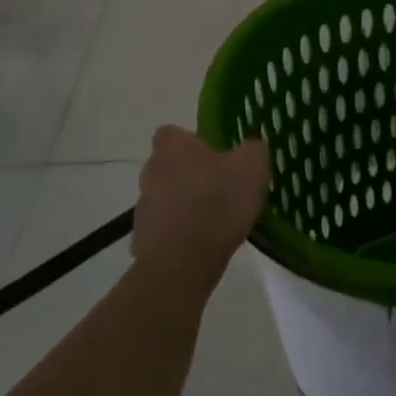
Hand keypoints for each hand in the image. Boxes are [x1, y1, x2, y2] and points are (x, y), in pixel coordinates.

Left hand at [132, 126, 270, 285]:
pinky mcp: (142, 241)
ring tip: (215, 222)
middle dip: (191, 175)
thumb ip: (253, 150)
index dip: (192, 142)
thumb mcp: (252, 167)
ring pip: (166, 199)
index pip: (172, 134)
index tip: (214, 156)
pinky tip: (203, 246)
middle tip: (220, 189)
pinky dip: (180, 235)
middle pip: (169, 167)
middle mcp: (151, 172)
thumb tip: (250, 149)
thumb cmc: (218, 202)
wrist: (183, 262)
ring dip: (185, 206)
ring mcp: (143, 209)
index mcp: (172, 148)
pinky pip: (165, 231)